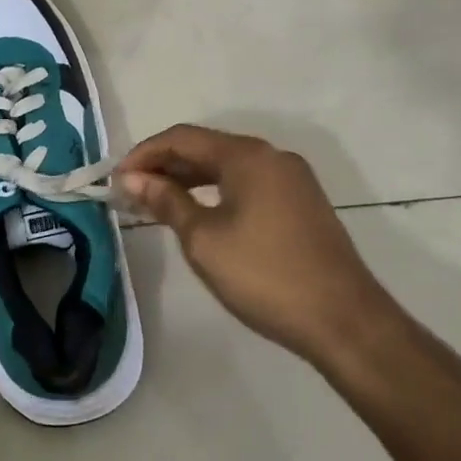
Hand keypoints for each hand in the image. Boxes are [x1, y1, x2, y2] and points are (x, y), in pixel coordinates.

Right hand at [115, 125, 394, 363]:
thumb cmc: (265, 275)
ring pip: (227, 167)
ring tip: (156, 202)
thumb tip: (134, 179)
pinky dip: (215, 192)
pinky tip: (198, 213)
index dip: (144, 154)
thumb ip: (166, 201)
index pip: (182, 138)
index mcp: (247, 156)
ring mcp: (291, 180)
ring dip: (188, 179)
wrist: (345, 322)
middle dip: (164, 166)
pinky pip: (247, 184)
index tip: (115, 179)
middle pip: (205, 148)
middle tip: (131, 191)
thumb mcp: (203, 239)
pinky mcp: (302, 204)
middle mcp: (271, 156)